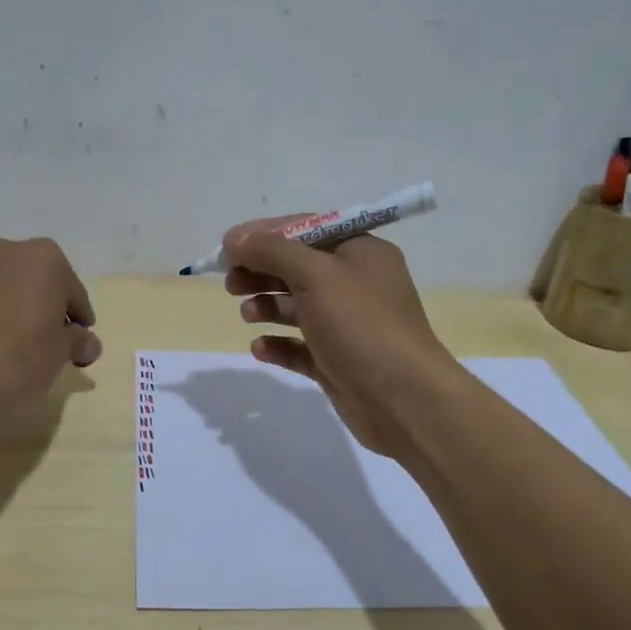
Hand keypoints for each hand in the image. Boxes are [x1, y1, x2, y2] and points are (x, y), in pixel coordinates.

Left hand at [0, 236, 101, 402]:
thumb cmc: (22, 357)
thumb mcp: (62, 351)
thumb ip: (77, 340)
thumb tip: (87, 344)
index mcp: (42, 257)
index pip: (72, 290)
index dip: (79, 317)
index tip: (81, 340)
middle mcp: (3, 251)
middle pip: (35, 280)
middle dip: (44, 305)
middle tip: (50, 339)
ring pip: (2, 288)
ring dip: (13, 308)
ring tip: (15, 345)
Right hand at [222, 219, 463, 457]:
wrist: (403, 400)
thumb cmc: (361, 325)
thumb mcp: (316, 275)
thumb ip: (272, 251)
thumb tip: (234, 238)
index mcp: (360, 252)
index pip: (305, 229)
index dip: (264, 235)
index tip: (227, 247)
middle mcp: (355, 283)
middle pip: (297, 267)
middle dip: (261, 271)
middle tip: (230, 283)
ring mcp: (346, 325)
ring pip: (296, 306)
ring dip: (267, 305)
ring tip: (247, 314)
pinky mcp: (337, 361)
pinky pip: (299, 346)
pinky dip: (278, 344)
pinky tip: (260, 348)